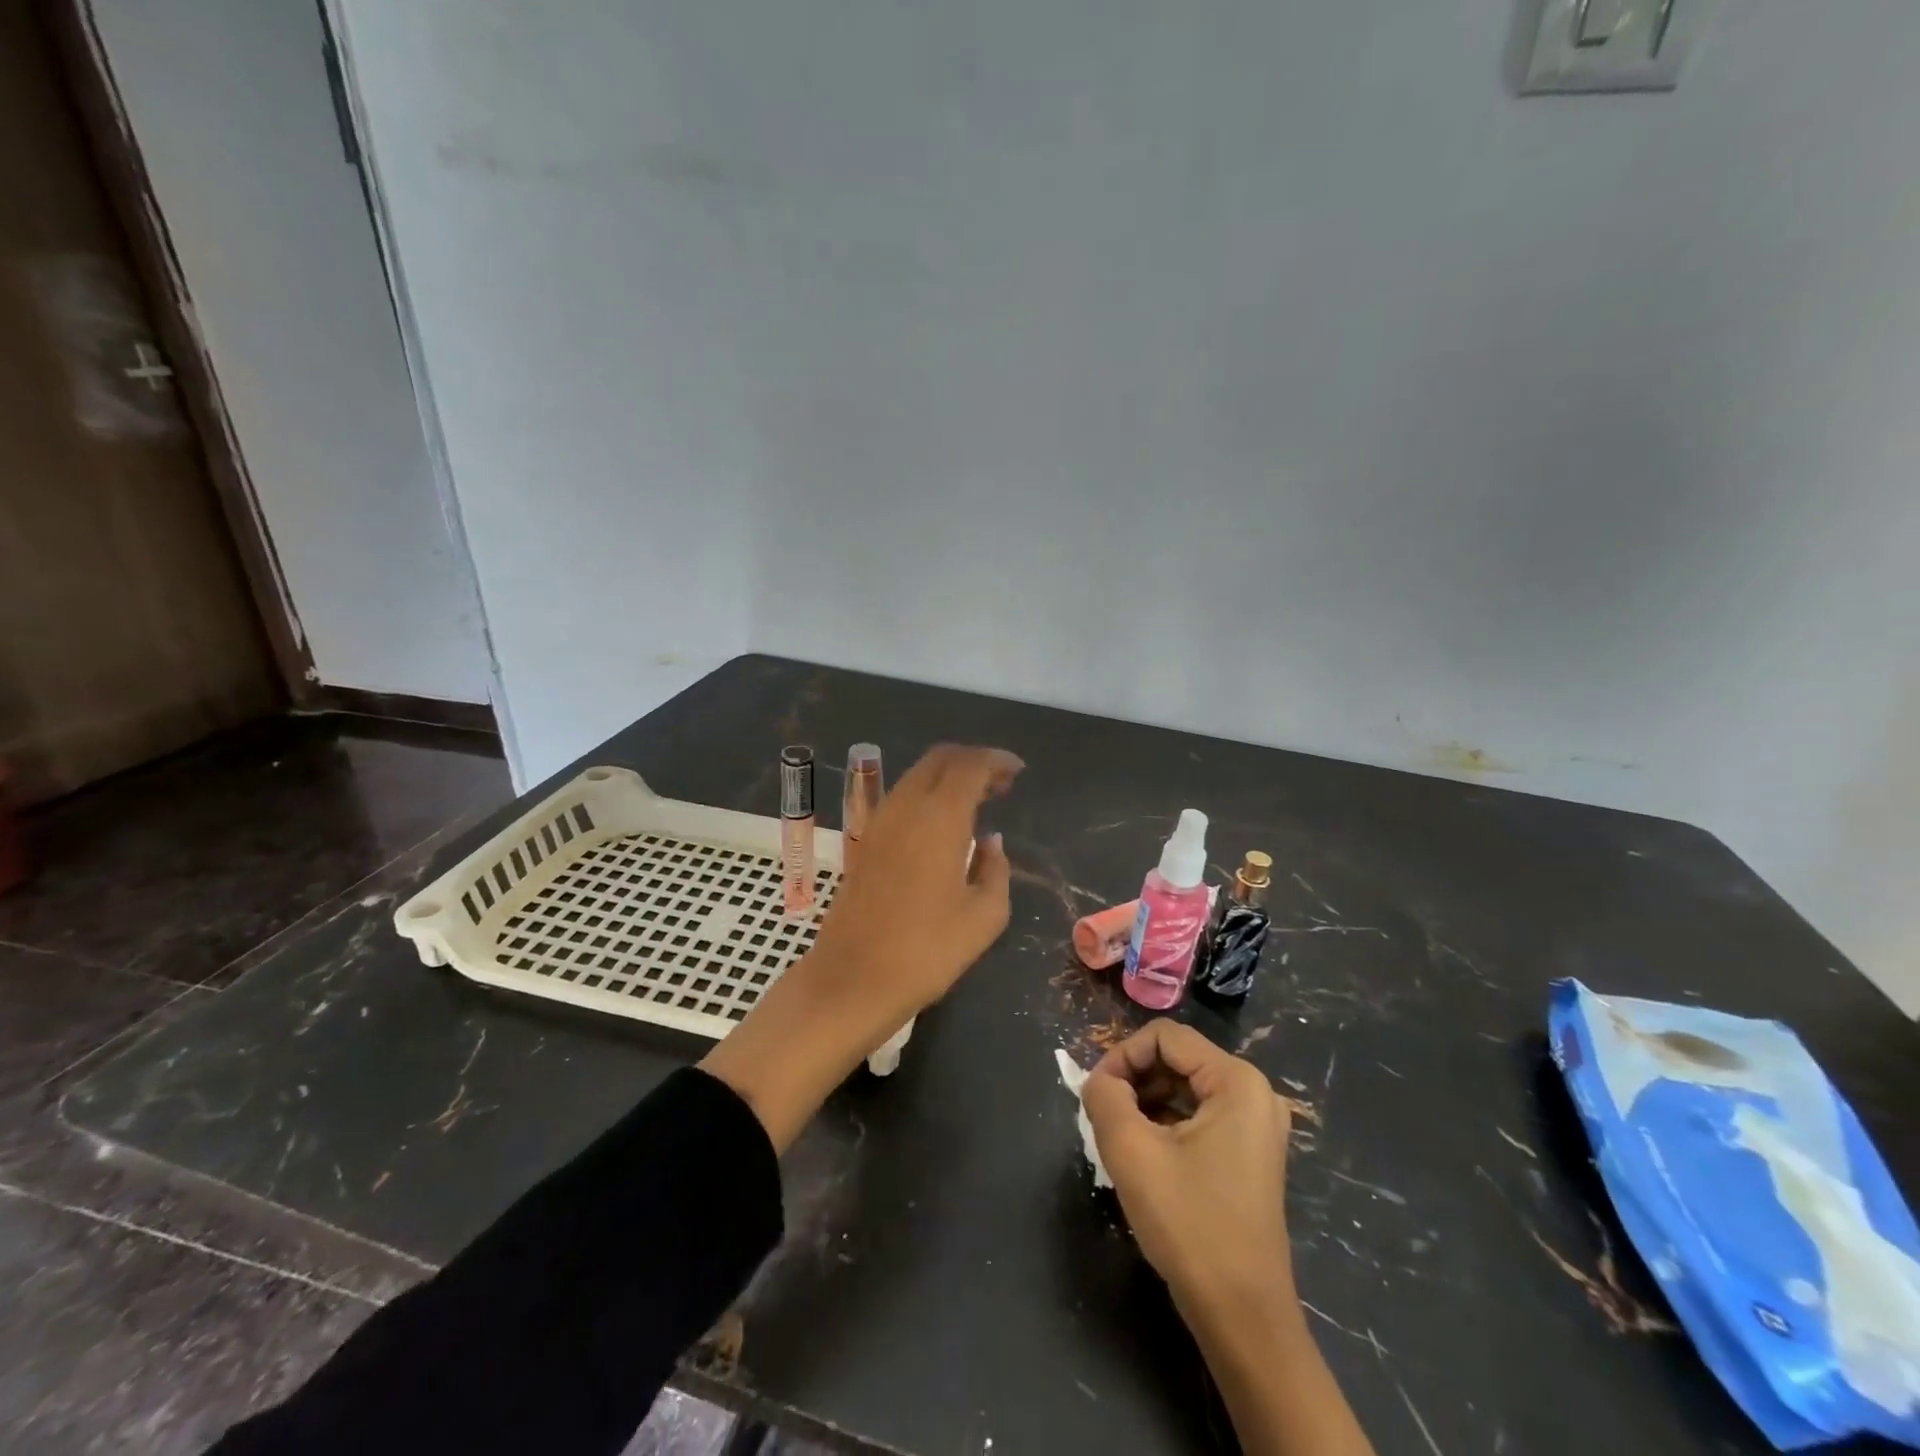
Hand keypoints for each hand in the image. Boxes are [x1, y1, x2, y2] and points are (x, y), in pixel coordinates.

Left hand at [700, 744, 1020, 1152]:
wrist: (853, 979)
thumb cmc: (928, 951)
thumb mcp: (984, 916)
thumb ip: (995, 869)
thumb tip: (990, 842)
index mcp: (940, 816)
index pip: (970, 765)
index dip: (996, 760)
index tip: (1017, 771)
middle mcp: (906, 806)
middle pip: (940, 759)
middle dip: (972, 762)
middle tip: (1000, 783)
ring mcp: (880, 821)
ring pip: (917, 775)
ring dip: (948, 777)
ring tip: (977, 801)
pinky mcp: (865, 841)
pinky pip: (902, 798)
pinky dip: (928, 795)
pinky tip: (943, 824)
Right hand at [1081, 1020, 1293, 1321]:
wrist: (1242, 1317)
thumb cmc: (1189, 1224)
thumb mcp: (1131, 1151)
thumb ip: (1104, 1096)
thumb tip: (1098, 1081)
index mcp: (1236, 1081)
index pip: (1163, 1037)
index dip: (1122, 1056)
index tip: (1095, 1094)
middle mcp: (1254, 1092)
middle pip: (1176, 1059)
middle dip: (1134, 1081)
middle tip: (1103, 1117)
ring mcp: (1256, 1125)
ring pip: (1184, 1088)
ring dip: (1146, 1103)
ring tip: (1120, 1139)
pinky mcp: (1250, 1153)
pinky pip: (1198, 1116)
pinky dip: (1166, 1124)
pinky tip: (1145, 1157)